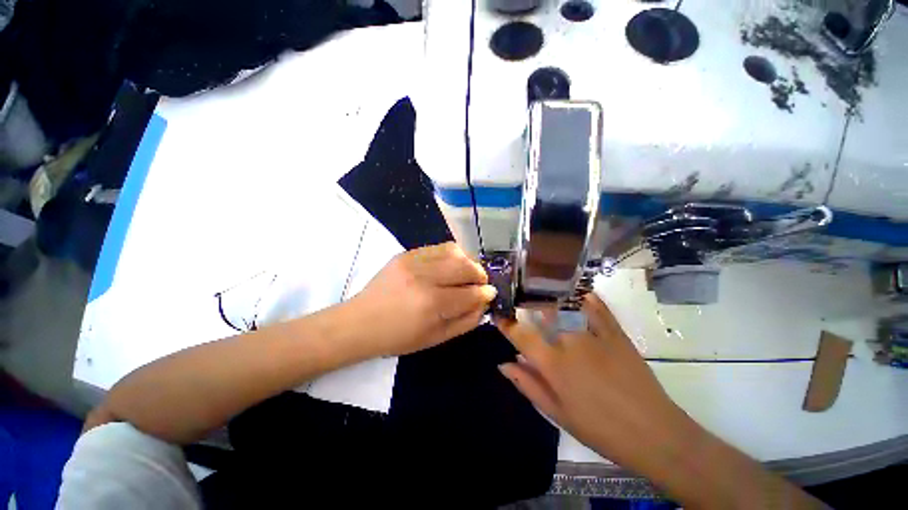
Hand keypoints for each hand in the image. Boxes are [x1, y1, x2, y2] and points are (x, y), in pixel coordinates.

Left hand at [348, 242, 496, 356]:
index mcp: (432, 304)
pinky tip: (450, 265)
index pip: (470, 293)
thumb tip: (484, 302)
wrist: (361, 322)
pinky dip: (451, 254)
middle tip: (480, 282)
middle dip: (480, 274)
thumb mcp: (436, 338)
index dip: (485, 293)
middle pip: (465, 266)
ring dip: (468, 261)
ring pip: (454, 251)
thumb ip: (466, 321)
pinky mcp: (406, 253)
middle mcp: (424, 278)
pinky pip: (438, 247)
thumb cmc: (399, 337)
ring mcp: (413, 261)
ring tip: (467, 272)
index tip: (491, 293)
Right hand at [495, 294, 693, 473]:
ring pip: (566, 304)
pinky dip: (584, 296)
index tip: (499, 315)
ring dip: (551, 295)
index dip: (506, 324)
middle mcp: (569, 341)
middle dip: (527, 303)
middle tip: (520, 298)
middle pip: (542, 311)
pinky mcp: (616, 332)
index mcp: (553, 363)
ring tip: (541, 288)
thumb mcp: (557, 413)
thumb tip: (503, 363)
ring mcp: (594, 334)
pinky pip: (597, 306)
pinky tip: (577, 291)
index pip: (520, 335)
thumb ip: (527, 384)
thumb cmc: (599, 428)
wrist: (653, 433)